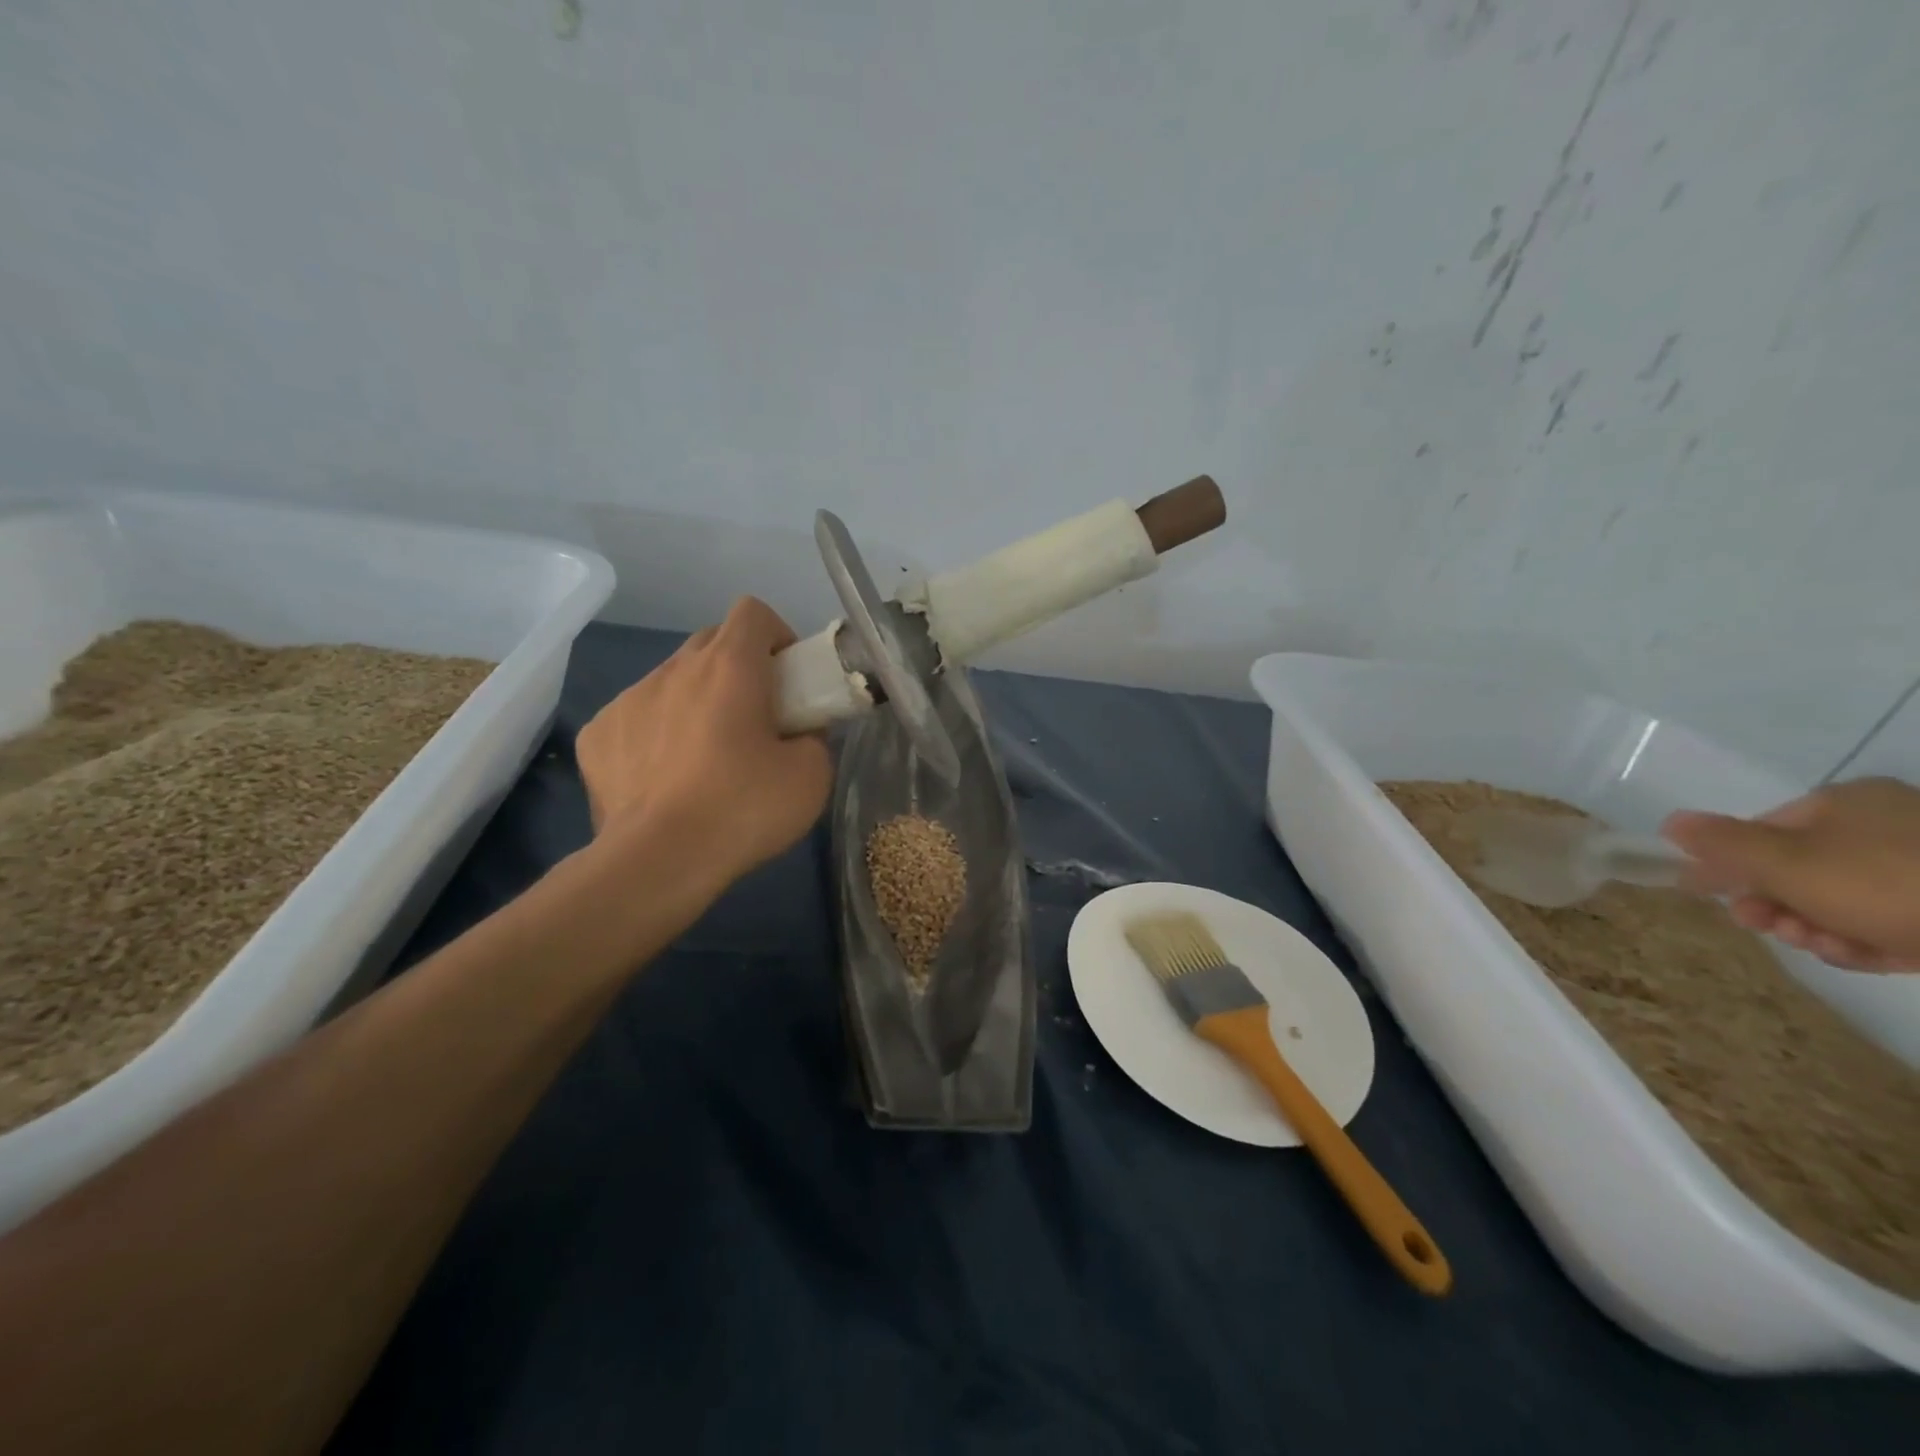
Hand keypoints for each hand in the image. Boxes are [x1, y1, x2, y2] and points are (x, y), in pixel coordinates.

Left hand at [575, 597, 831, 887]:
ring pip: (671, 680)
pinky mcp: (597, 735)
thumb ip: (813, 737)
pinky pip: (636, 717)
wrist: (657, 861)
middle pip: (711, 641)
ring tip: (705, 756)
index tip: (788, 677)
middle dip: (738, 666)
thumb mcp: (812, 776)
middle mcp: (675, 668)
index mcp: (730, 666)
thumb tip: (798, 734)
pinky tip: (663, 779)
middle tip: (755, 717)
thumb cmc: (743, 809)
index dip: (776, 634)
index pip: (753, 611)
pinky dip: (655, 734)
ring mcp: (628, 699)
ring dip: (695, 700)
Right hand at [1662, 777, 1919, 972]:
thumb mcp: (1784, 862)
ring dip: (1815, 925)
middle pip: (1800, 867)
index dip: (1730, 864)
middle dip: (1774, 903)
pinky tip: (1860, 954)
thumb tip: (1671, 822)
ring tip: (1820, 946)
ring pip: (1842, 898)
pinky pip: (1890, 918)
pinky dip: (1865, 938)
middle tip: (1765, 928)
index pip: (1761, 830)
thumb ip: (1720, 843)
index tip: (1712, 897)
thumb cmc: (1886, 884)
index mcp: (1844, 803)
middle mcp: (1886, 824)